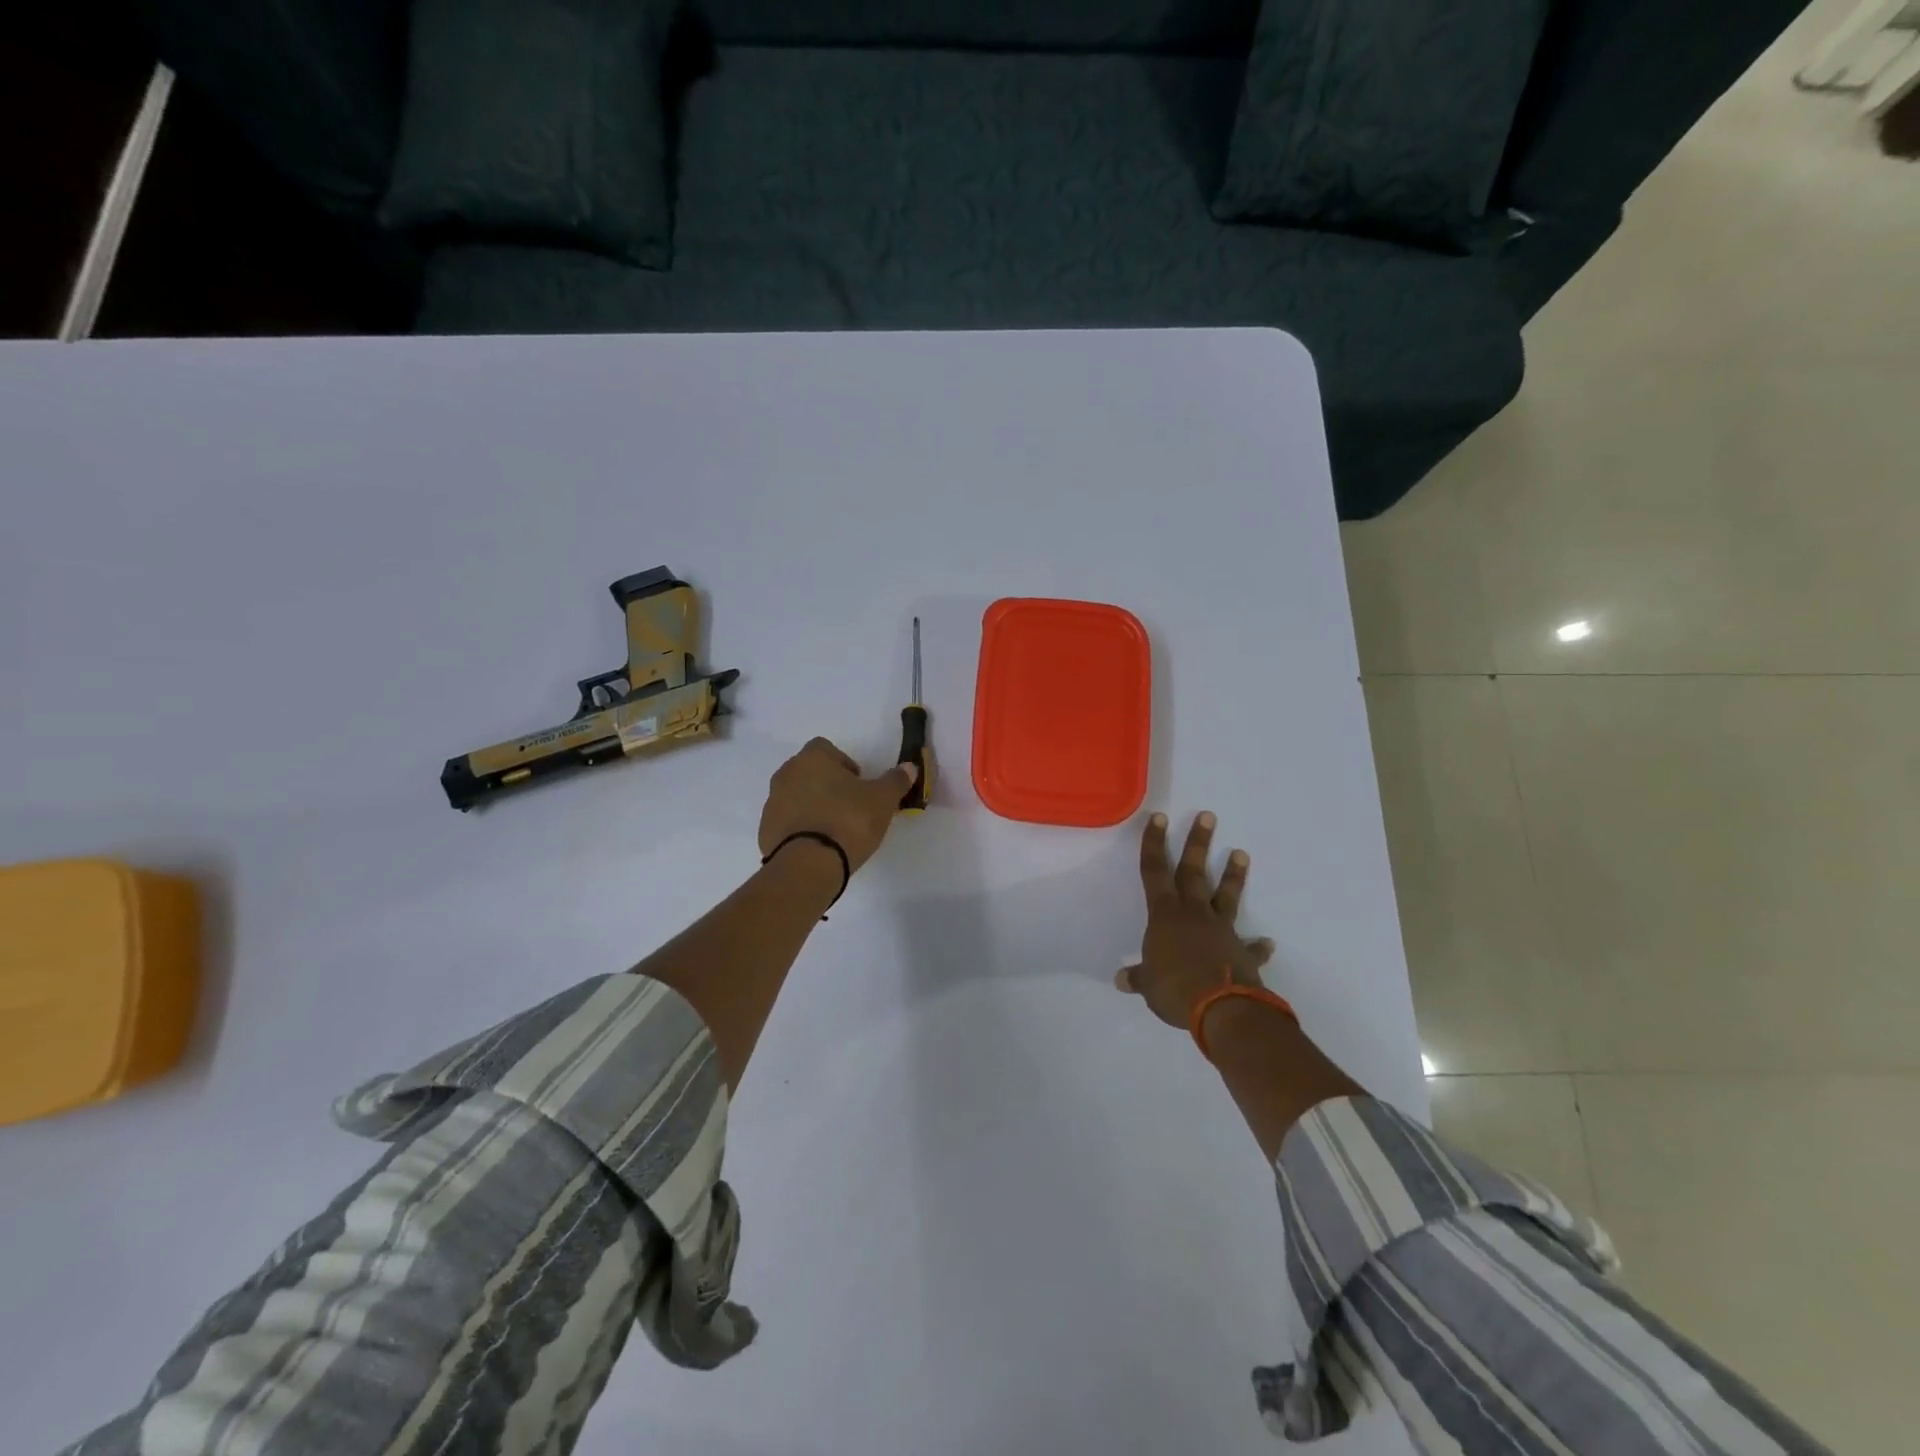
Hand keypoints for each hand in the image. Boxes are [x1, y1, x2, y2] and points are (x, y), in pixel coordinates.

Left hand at [759, 737, 918, 872]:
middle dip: (827, 784)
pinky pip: (786, 822)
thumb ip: (896, 780)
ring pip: (796, 796)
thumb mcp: (883, 800)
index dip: (844, 764)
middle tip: (850, 807)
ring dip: (812, 806)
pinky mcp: (765, 830)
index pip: (826, 748)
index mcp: (812, 759)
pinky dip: (800, 828)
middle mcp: (786, 774)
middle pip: (809, 772)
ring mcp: (772, 803)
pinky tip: (818, 845)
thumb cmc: (848, 821)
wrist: (809, 865)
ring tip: (834, 829)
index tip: (859, 785)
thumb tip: (908, 767)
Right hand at [1115, 811, 1274, 1028]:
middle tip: (1209, 816)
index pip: (1154, 871)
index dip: (1153, 844)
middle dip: (1197, 843)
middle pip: (1193, 871)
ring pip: (1225, 896)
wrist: (1223, 1008)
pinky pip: (1251, 947)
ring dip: (1233, 876)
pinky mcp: (1243, 953)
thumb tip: (1121, 980)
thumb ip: (1138, 978)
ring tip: (1241, 853)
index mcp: (1165, 915)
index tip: (1158, 817)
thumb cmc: (1175, 988)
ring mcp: (1222, 930)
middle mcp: (1194, 914)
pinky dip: (1258, 946)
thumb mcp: (1149, 985)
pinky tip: (1268, 943)